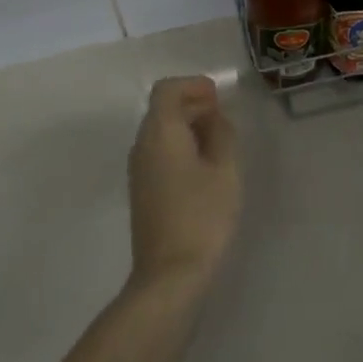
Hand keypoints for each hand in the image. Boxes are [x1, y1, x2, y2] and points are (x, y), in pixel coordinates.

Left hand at [126, 77, 241, 299]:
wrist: (169, 276)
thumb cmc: (202, 215)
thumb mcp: (224, 169)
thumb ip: (221, 133)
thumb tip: (213, 117)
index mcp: (160, 132)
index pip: (167, 90)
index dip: (192, 85)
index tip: (217, 96)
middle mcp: (142, 145)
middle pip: (162, 109)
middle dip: (192, 104)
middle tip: (223, 115)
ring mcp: (138, 170)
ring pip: (160, 131)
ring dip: (187, 126)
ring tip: (219, 140)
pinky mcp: (142, 191)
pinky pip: (159, 152)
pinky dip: (180, 146)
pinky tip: (204, 165)